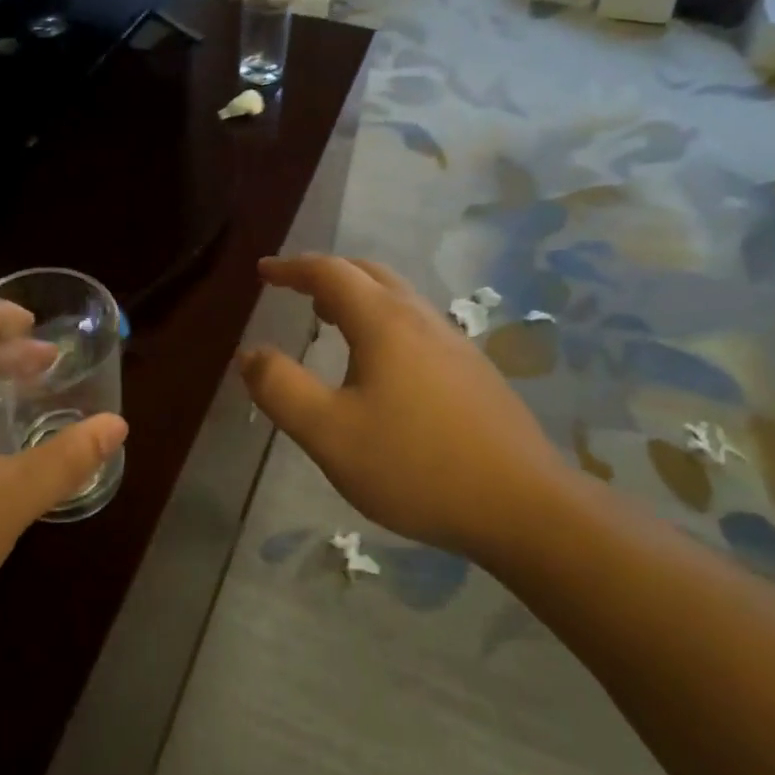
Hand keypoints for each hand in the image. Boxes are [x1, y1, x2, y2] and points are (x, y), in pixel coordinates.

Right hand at [238, 255, 563, 562]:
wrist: (524, 507)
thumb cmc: (416, 466)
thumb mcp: (329, 434)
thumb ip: (281, 389)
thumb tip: (250, 354)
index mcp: (383, 322)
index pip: (330, 272)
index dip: (291, 268)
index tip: (264, 272)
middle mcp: (420, 318)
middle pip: (368, 273)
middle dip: (326, 274)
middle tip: (295, 290)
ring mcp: (454, 343)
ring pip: (397, 297)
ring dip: (357, 295)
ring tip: (329, 320)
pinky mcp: (473, 371)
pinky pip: (416, 323)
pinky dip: (382, 320)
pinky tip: (380, 364)